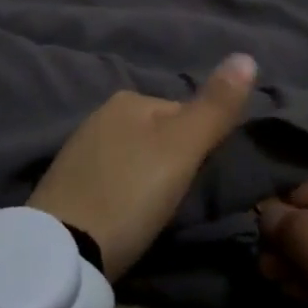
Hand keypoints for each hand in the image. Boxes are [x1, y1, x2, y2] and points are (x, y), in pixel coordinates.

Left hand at [28, 55, 257, 280]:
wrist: (61, 251)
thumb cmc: (130, 194)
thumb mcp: (182, 149)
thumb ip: (215, 107)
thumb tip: (247, 56)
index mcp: (128, 99)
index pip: (185, 114)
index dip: (201, 147)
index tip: (200, 181)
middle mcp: (99, 115)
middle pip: (159, 136)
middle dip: (173, 162)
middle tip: (178, 201)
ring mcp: (78, 150)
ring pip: (135, 158)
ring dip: (149, 179)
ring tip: (153, 213)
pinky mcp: (65, 185)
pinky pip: (111, 179)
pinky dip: (124, 193)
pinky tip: (125, 216)